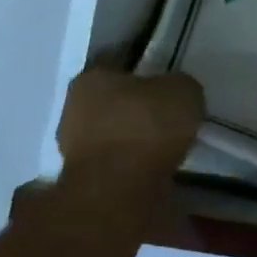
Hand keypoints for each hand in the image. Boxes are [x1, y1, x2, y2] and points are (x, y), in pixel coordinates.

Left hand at [52, 67, 203, 222]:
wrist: (120, 193)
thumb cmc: (147, 127)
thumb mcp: (183, 91)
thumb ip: (179, 86)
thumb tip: (175, 94)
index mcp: (91, 78)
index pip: (120, 63)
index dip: (147, 69)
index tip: (169, 80)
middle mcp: (73, 108)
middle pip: (114, 101)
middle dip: (139, 107)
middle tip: (171, 114)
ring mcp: (74, 148)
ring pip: (114, 134)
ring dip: (136, 139)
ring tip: (169, 145)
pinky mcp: (84, 182)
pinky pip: (118, 163)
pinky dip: (135, 165)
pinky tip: (158, 167)